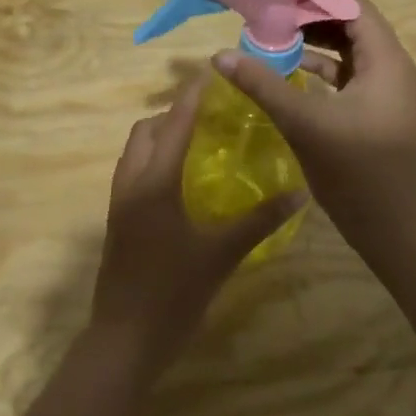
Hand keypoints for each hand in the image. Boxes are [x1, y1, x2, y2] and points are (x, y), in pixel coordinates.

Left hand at [89, 73, 305, 385]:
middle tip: (211, 113)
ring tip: (198, 140)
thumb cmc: (173, 294)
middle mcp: (131, 183)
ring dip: (160, 136)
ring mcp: (119, 202)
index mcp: (154, 182)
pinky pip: (133, 172)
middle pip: (146, 130)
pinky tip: (182, 179)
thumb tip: (298, 192)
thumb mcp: (221, 255)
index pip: (174, 124)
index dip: (192, 96)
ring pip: (134, 151)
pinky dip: (154, 160)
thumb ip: (259, 220)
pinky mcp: (117, 221)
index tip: (213, 74)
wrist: (124, 340)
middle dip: (173, 113)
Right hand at [211, 0, 415, 248]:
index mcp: (385, 60)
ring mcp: (384, 90)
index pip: (352, 6)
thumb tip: (220, 55)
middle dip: (308, 18)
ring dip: (312, 43)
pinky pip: (346, 75)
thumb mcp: (305, 123)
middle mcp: (390, 67)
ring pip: (347, 50)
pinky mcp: (374, 110)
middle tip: (266, 16)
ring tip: (270, 37)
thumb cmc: (355, 170)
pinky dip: (319, 68)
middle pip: (350, 24)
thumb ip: (263, 85)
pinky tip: (287, 71)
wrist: (392, 228)